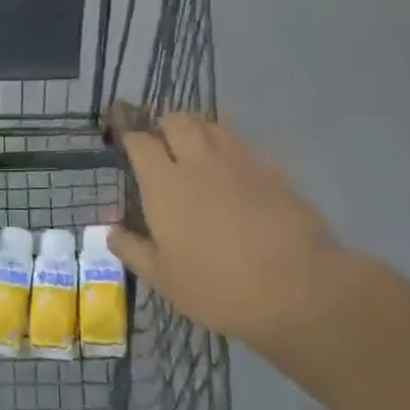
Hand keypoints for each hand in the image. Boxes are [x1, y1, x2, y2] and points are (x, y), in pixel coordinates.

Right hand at [109, 114, 371, 358]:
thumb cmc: (218, 287)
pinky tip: (234, 171)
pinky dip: (231, 149)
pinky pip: (244, 145)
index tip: (126, 146)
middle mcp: (198, 161)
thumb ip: (133, 250)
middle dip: (165, 126)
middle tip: (162, 146)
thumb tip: (111, 231)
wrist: (298, 289)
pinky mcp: (272, 170)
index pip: (139, 141)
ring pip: (212, 125)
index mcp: (164, 183)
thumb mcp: (163, 279)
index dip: (129, 138)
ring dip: (198, 130)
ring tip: (196, 150)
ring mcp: (239, 161)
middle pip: (177, 120)